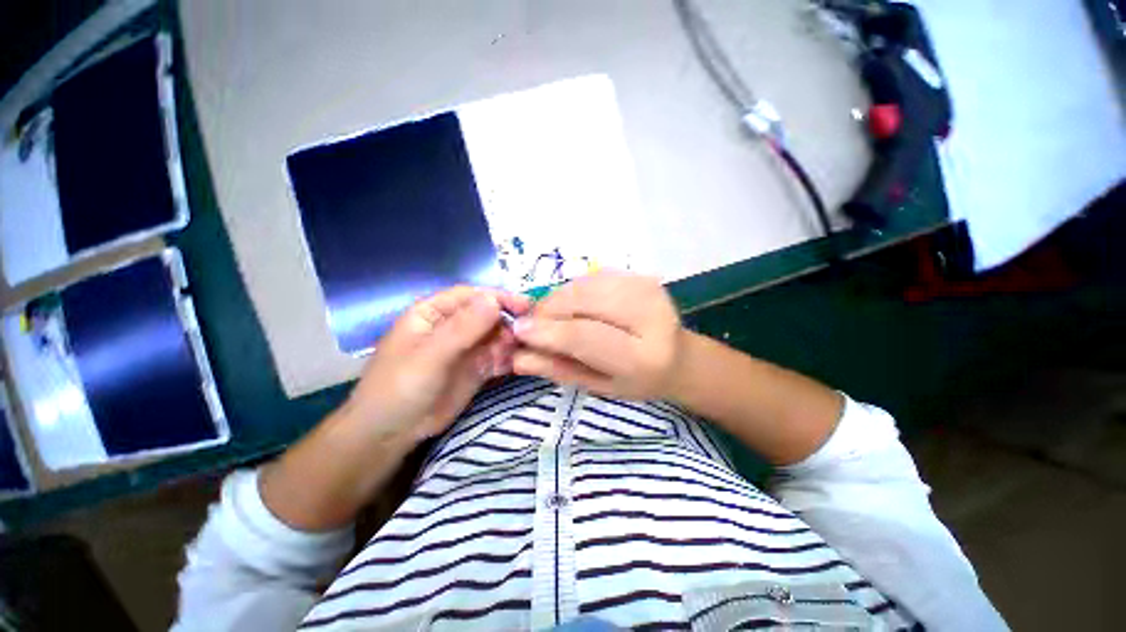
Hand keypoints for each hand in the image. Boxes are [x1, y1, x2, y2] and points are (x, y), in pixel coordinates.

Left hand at [340, 286, 531, 445]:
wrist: (389, 434)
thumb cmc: (399, 387)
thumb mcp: (430, 356)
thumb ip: (462, 328)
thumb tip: (494, 300)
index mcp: (434, 313)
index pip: (471, 296)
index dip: (498, 297)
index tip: (524, 305)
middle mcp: (453, 326)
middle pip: (488, 315)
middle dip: (509, 321)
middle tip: (531, 333)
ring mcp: (466, 348)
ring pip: (496, 335)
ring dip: (512, 340)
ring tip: (527, 349)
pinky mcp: (476, 368)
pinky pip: (498, 356)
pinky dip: (510, 357)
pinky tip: (521, 362)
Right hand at [511, 270, 682, 399]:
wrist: (678, 357)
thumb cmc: (636, 381)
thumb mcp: (598, 385)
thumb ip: (559, 369)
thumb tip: (517, 357)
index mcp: (642, 356)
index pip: (585, 336)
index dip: (548, 331)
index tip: (518, 330)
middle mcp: (649, 315)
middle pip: (581, 301)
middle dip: (548, 310)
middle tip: (532, 324)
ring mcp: (646, 288)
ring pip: (583, 284)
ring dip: (557, 298)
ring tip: (552, 316)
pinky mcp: (640, 275)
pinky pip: (591, 277)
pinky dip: (573, 290)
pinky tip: (573, 306)